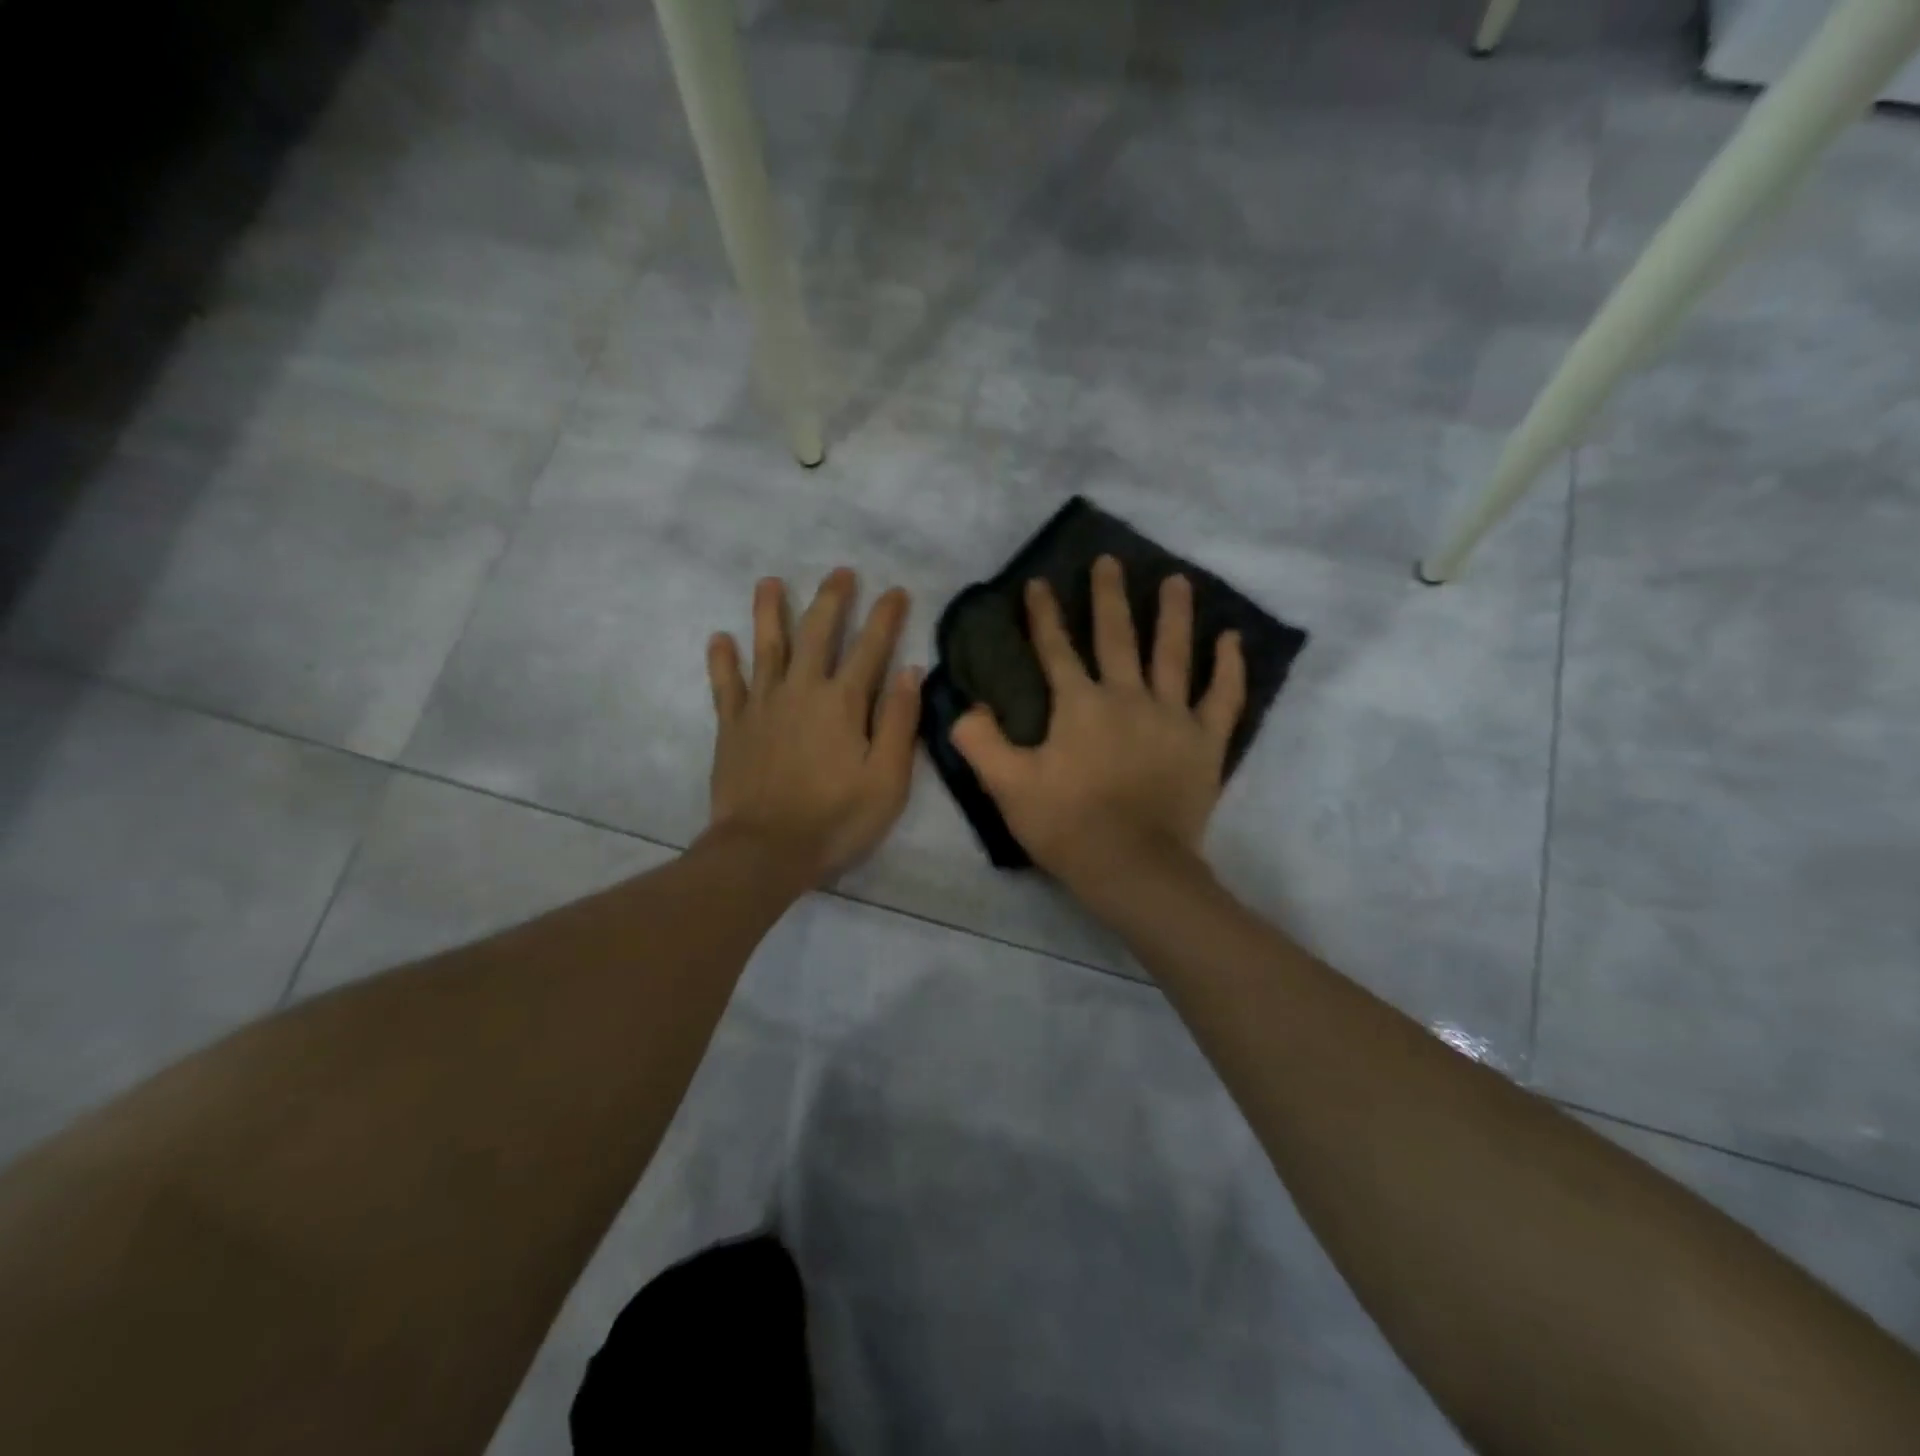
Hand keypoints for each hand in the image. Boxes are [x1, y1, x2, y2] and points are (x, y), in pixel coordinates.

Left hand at [706, 569, 921, 884]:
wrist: (764, 850)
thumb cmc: (836, 819)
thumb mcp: (887, 779)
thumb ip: (900, 722)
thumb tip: (912, 671)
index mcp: (843, 702)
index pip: (870, 648)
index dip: (885, 617)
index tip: (896, 591)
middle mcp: (801, 690)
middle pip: (816, 633)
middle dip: (831, 600)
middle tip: (840, 573)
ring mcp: (762, 705)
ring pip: (766, 647)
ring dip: (769, 612)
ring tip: (769, 582)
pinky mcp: (733, 726)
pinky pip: (725, 684)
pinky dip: (722, 660)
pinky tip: (719, 638)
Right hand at [951, 556, 1244, 895]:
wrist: (1134, 867)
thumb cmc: (1068, 827)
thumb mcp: (1008, 787)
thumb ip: (980, 742)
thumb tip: (965, 706)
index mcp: (1079, 705)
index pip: (1056, 649)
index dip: (1043, 615)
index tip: (1038, 582)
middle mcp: (1127, 697)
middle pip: (1117, 636)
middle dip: (1108, 596)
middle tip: (1108, 561)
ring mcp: (1172, 716)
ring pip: (1173, 654)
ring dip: (1173, 614)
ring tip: (1176, 580)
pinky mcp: (1205, 742)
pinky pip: (1222, 697)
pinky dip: (1229, 668)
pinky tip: (1231, 639)